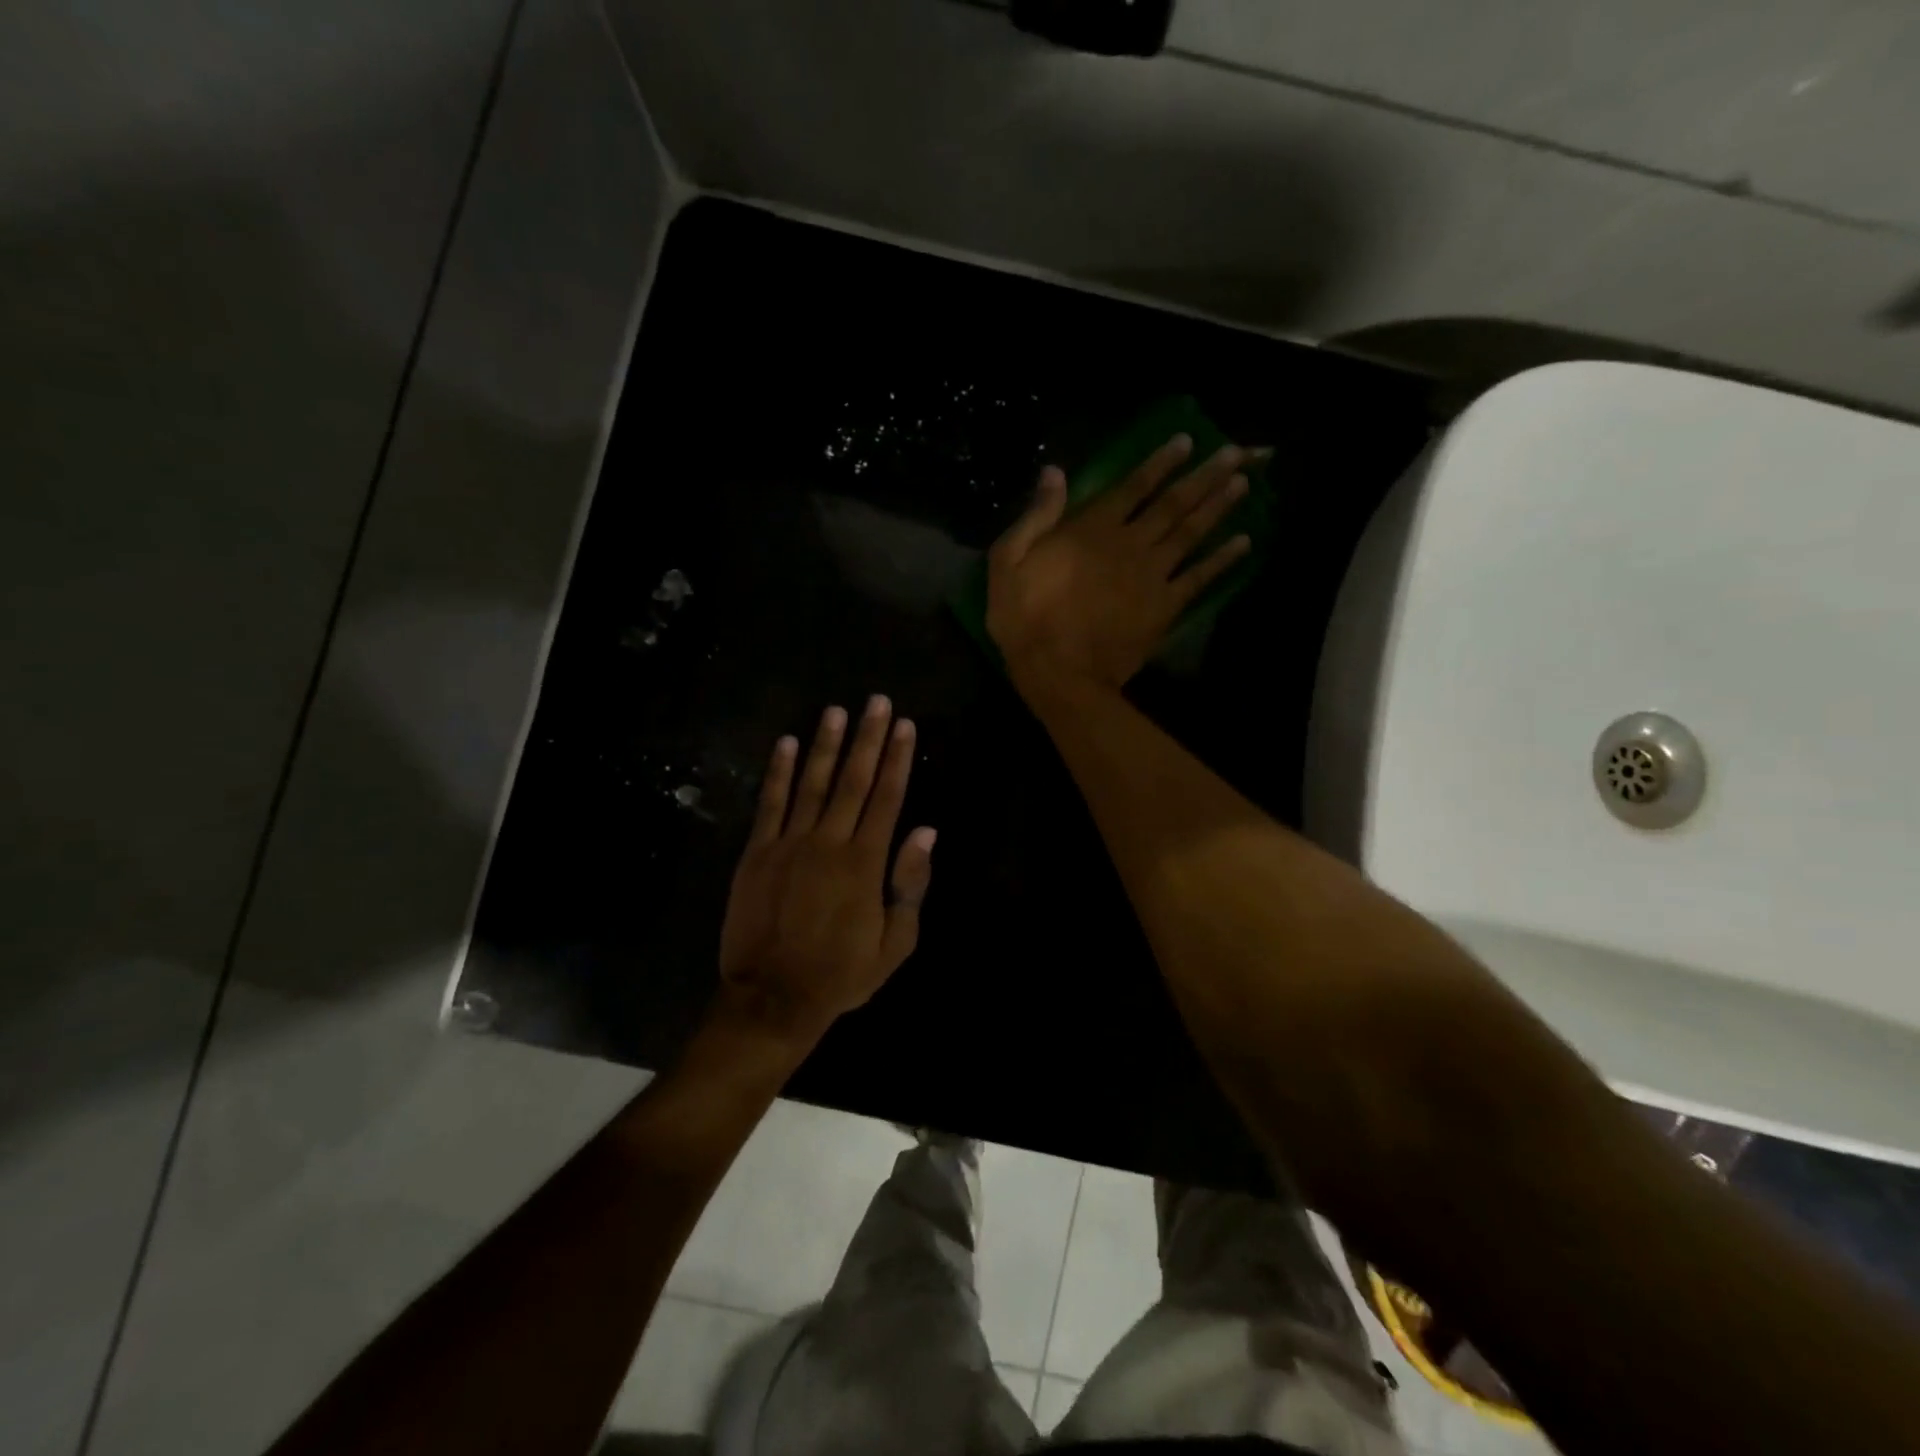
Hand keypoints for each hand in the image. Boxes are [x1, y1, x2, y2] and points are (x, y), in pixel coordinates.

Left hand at [716, 697, 935, 1046]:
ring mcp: (788, 844)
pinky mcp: (757, 853)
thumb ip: (910, 884)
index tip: (905, 726)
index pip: (887, 798)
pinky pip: (769, 804)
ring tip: (836, 710)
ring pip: (812, 783)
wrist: (773, 998)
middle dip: (868, 738)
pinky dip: (778, 772)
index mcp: (865, 863)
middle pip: (853, 780)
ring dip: (826, 744)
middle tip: (877, 701)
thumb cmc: (841, 974)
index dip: (897, 759)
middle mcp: (828, 842)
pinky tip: (786, 743)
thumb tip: (925, 831)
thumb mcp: (895, 943)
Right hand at [986, 434, 1253, 693]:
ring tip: (1243, 484)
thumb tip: (1055, 472)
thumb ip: (1036, 515)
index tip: (1186, 441)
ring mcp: (1152, 575)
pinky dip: (1222, 560)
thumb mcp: (1008, 561)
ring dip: (1218, 506)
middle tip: (1235, 453)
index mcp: (1091, 529)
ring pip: (1191, 532)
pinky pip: (1199, 578)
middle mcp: (1130, 543)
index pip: (1132, 487)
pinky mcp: (1165, 607)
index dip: (1160, 463)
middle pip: (1173, 503)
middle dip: (1204, 476)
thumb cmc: (1024, 618)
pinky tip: (1243, 542)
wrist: (1058, 673)